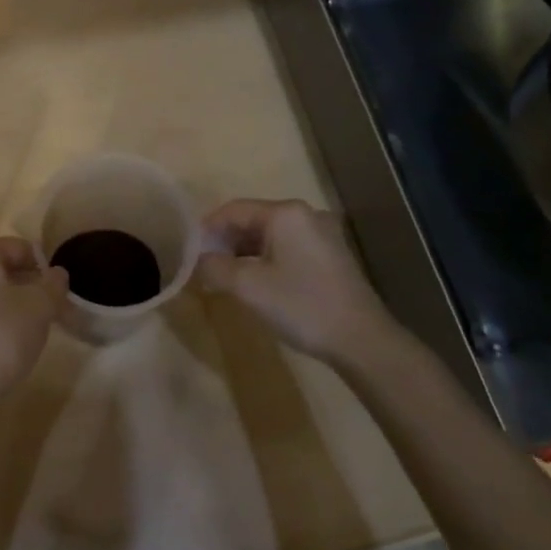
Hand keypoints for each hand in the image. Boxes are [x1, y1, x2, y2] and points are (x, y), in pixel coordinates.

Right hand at [197, 199, 399, 366]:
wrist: (362, 340)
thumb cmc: (302, 305)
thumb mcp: (248, 288)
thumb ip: (215, 268)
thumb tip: (199, 261)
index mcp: (285, 213)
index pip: (234, 209)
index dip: (207, 228)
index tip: (188, 250)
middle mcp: (305, 215)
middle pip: (253, 219)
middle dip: (225, 241)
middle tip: (204, 266)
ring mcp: (322, 234)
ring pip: (270, 235)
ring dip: (244, 252)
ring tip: (224, 276)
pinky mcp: (331, 255)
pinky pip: (288, 247)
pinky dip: (266, 259)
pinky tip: (256, 282)